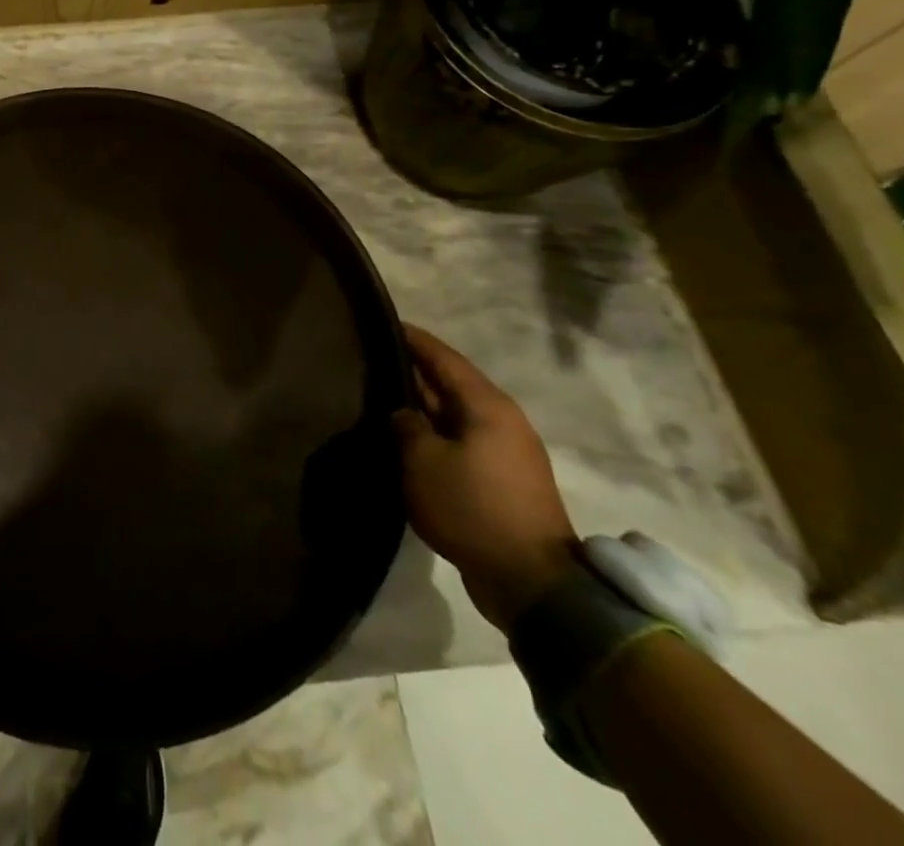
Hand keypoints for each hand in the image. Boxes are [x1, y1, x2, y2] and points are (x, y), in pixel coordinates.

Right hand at [393, 324, 577, 631]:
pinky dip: (434, 433)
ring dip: (423, 405)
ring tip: (382, 397)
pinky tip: (408, 439)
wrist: (532, 582)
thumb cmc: (473, 507)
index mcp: (486, 405)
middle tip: (371, 359)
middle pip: (450, 383)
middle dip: (413, 370)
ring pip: (454, 414)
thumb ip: (405, 425)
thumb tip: (402, 413)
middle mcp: (501, 419)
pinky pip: (460, 441)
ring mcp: (505, 451)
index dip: (412, 338)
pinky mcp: (502, 480)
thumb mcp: (423, 461)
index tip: (382, 322)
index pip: (442, 357)